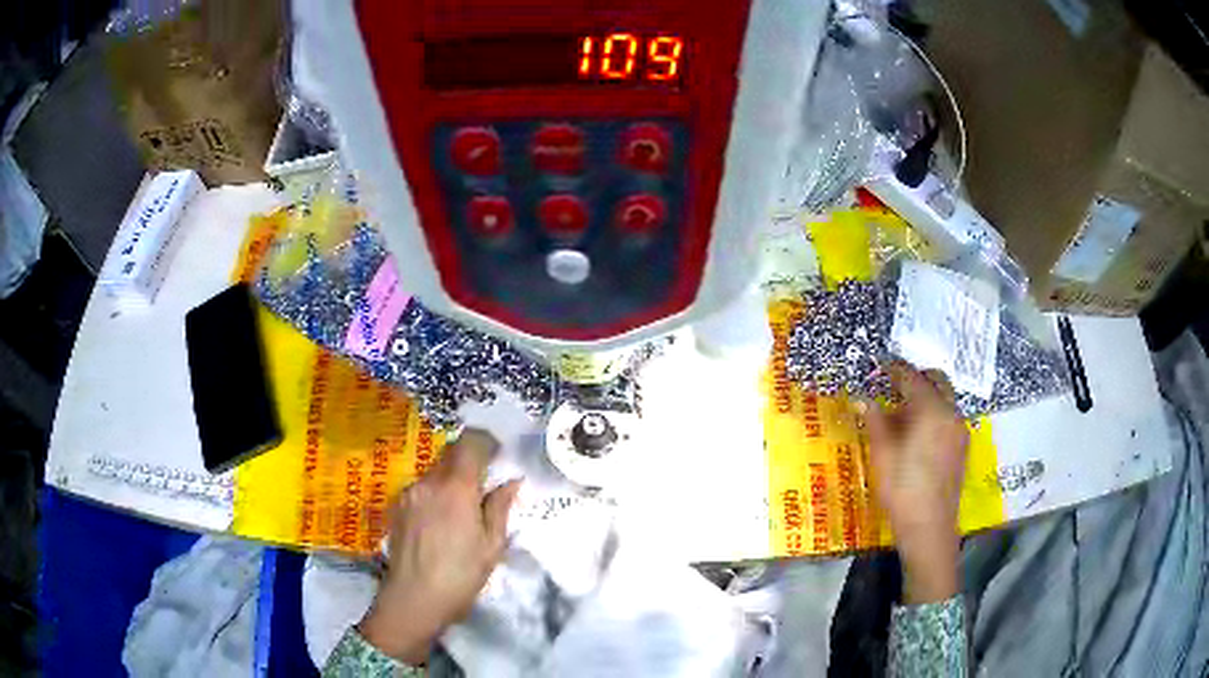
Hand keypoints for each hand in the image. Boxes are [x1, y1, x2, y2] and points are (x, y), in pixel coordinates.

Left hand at [358, 429, 521, 664]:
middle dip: (469, 460)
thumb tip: (511, 480)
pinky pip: (421, 488)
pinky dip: (435, 493)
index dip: (486, 441)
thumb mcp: (491, 545)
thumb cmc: (460, 575)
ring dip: (451, 478)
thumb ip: (499, 507)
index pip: (470, 442)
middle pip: (450, 453)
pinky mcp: (397, 506)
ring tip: (462, 509)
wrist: (413, 599)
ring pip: (435, 471)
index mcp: (456, 488)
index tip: (498, 454)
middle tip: (484, 484)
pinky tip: (440, 521)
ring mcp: (409, 493)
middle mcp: (429, 481)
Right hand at [862, 365, 968, 603]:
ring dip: (925, 395)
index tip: (879, 365)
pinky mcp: (961, 446)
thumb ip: (874, 420)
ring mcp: (959, 429)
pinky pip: (948, 416)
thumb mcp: (882, 453)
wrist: (929, 527)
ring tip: (901, 412)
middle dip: (915, 377)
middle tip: (892, 386)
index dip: (894, 369)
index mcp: (931, 409)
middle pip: (936, 380)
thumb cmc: (901, 488)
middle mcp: (951, 412)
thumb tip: (862, 398)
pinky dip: (933, 413)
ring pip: (944, 398)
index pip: (911, 377)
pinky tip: (916, 433)